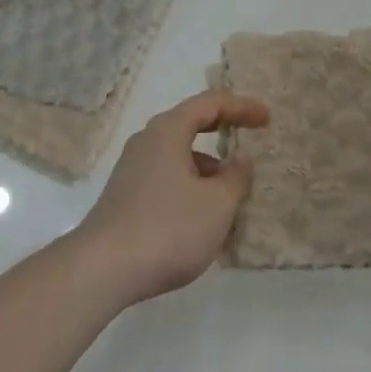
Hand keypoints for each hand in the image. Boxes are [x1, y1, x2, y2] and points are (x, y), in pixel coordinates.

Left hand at [71, 91, 269, 306]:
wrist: (103, 268)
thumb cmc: (167, 229)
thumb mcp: (215, 206)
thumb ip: (235, 178)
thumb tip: (241, 158)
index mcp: (169, 130)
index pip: (210, 103)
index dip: (241, 107)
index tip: (267, 117)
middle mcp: (148, 138)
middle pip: (191, 123)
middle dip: (223, 130)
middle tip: (251, 139)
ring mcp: (133, 166)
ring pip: (180, 154)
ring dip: (208, 165)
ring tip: (233, 192)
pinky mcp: (126, 193)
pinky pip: (167, 175)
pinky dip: (191, 184)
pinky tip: (203, 216)